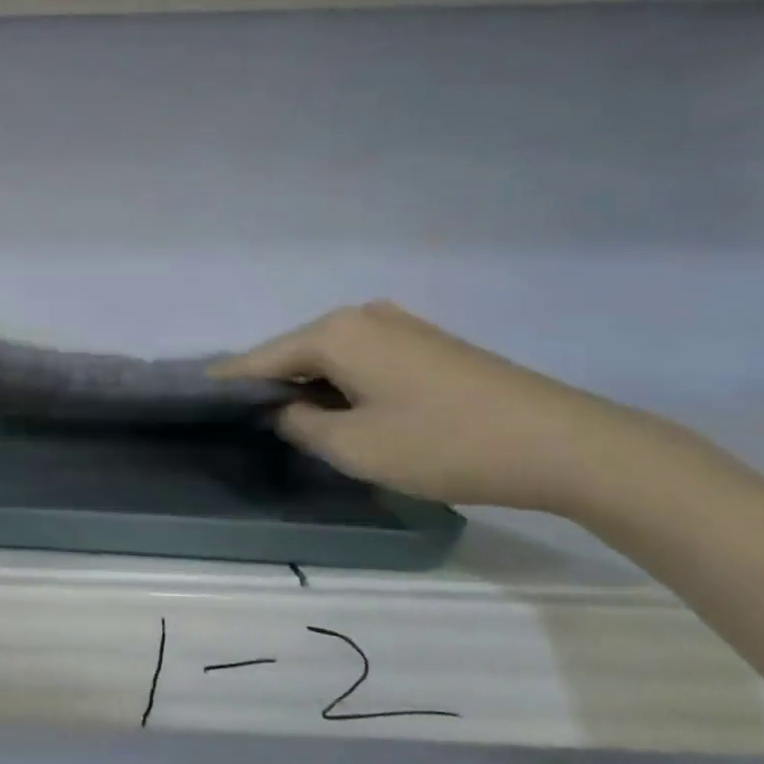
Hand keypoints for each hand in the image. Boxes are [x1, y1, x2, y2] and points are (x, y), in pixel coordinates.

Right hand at [215, 301, 650, 511]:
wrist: (565, 443)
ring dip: (310, 385)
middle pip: (295, 351)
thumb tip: (280, 410)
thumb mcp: (355, 447)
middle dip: (271, 384)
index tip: (198, 398)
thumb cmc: (444, 444)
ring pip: (331, 355)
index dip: (229, 382)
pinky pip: (363, 358)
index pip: (261, 358)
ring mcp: (399, 325)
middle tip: (246, 420)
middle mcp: (361, 316)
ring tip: (291, 419)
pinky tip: (344, 408)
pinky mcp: (428, 343)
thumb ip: (300, 425)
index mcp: (335, 332)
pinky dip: (343, 382)